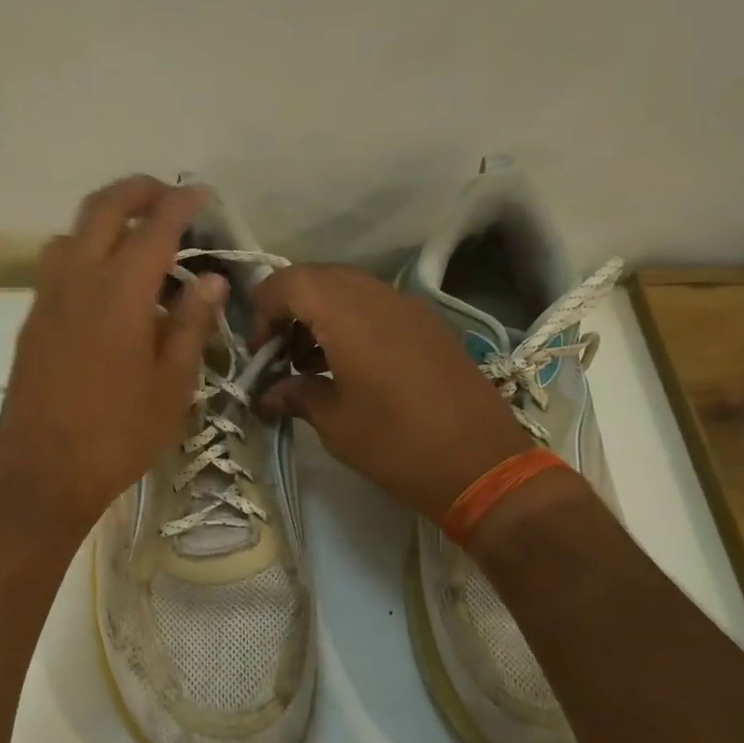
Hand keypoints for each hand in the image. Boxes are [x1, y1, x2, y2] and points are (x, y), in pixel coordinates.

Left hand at [0, 177, 226, 541]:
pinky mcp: (32, 318)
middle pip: (103, 207)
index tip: (202, 195)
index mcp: (120, 291)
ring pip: (72, 230)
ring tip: (137, 239)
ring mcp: (47, 296)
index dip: (181, 202)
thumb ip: (192, 323)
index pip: (155, 225)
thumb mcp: (173, 384)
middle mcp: (78, 278)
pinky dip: (85, 249)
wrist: (42, 472)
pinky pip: (57, 261)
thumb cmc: (118, 434)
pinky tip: (106, 283)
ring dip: (106, 218)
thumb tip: (211, 280)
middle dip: (138, 189)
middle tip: (169, 197)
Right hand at [253, 264, 531, 518]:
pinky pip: (377, 304)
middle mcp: (379, 297)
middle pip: (318, 277)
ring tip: (309, 360)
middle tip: (279, 351)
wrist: (483, 465)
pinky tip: (347, 363)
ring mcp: (410, 307)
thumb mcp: (336, 424)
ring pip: (349, 287)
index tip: (260, 351)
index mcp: (349, 316)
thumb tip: (267, 394)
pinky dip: (351, 320)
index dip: (263, 309)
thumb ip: (296, 395)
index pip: (290, 282)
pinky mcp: (429, 324)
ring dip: (320, 312)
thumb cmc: (398, 445)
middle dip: (289, 307)